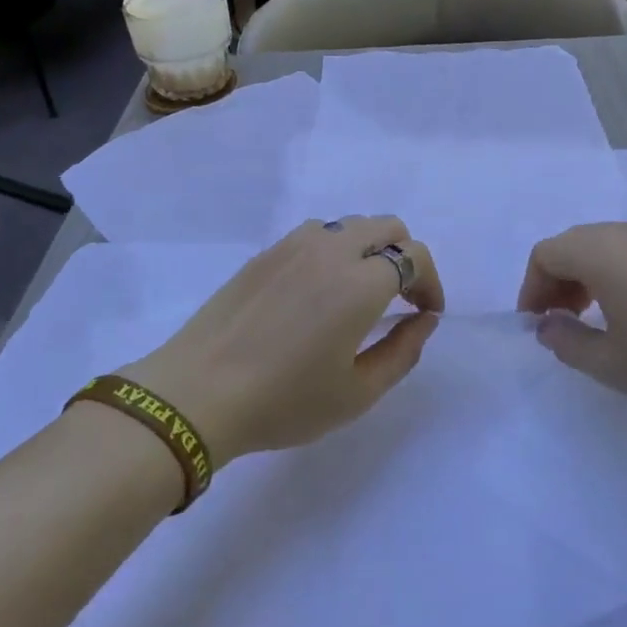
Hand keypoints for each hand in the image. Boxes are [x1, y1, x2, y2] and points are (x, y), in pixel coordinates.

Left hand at [121, 218, 443, 463]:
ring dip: (368, 249)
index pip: (414, 258)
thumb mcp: (357, 393)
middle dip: (405, 256)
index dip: (430, 283)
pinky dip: (334, 251)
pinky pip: (315, 235)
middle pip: (386, 227)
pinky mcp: (265, 253)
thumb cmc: (283, 401)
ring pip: (349, 225)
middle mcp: (330, 250)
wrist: (196, 393)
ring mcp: (292, 245)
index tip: (425, 313)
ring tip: (358, 293)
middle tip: (400, 298)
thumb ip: (403, 352)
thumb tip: (424, 319)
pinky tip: (318, 291)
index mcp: (359, 282)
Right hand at [517, 221, 626, 427]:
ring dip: (591, 275)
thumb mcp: (613, 365)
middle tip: (562, 322)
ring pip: (610, 245)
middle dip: (558, 280)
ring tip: (600, 317)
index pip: (546, 253)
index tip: (538, 325)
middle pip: (576, 243)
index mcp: (603, 252)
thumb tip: (548, 326)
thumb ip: (567, 342)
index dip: (532, 288)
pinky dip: (623, 272)